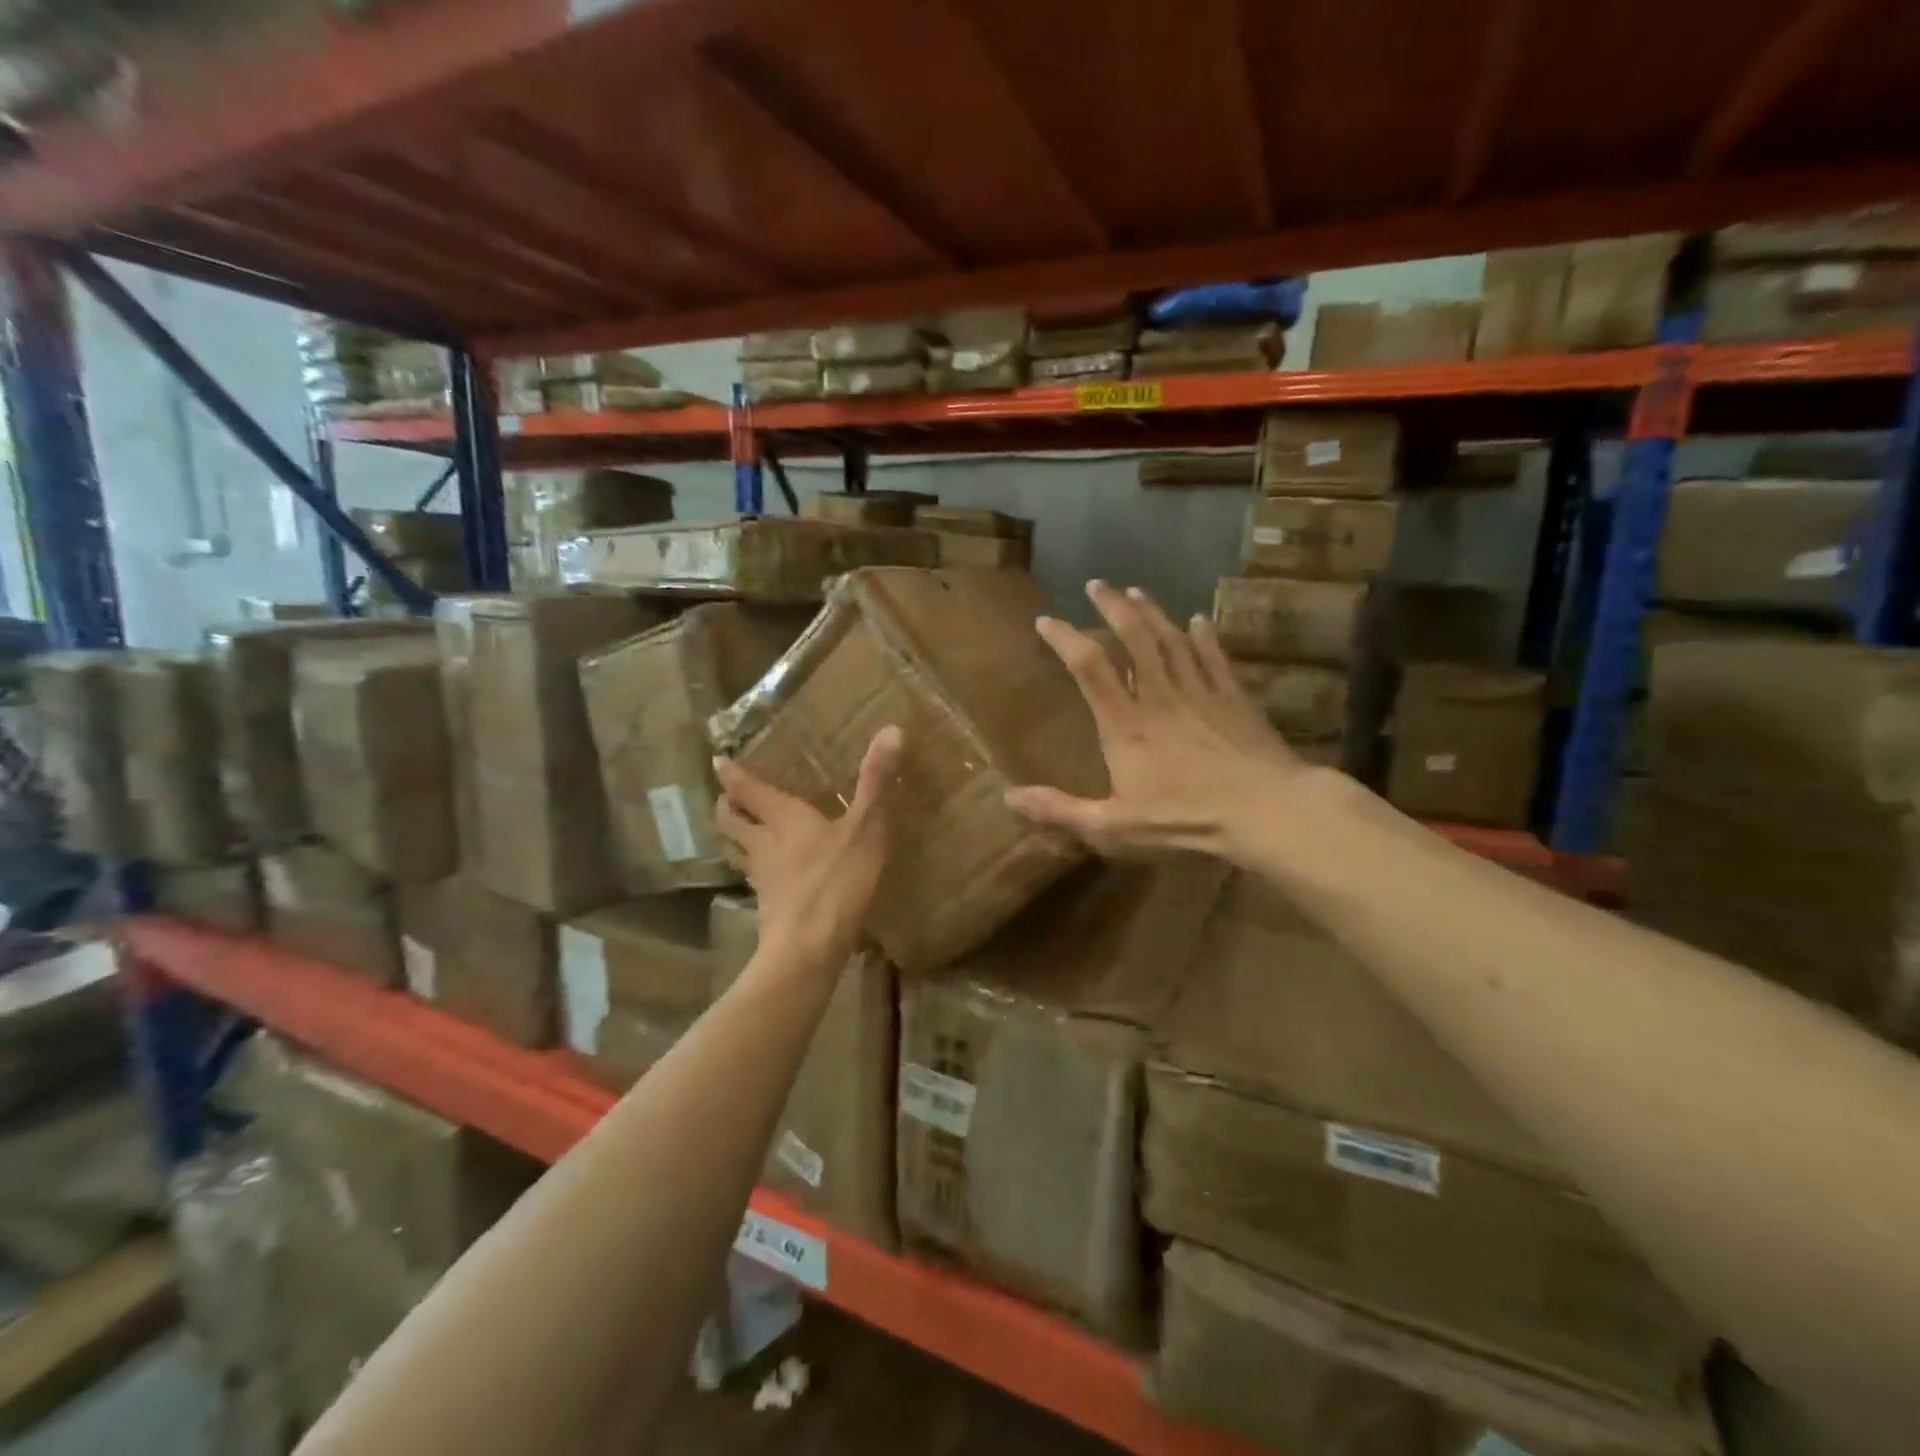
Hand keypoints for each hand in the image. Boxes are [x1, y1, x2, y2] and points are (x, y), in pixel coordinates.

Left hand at [712, 726, 901, 970]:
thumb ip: (876, 781)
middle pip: (730, 819)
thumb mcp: (865, 827)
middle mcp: (763, 842)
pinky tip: (771, 874)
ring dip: (734, 836)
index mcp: (782, 817)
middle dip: (726, 804)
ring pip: (737, 849)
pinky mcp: (767, 905)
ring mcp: (761, 876)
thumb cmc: (837, 880)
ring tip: (743, 830)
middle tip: (728, 796)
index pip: (746, 789)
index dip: (731, 773)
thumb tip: (892, 728)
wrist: (809, 947)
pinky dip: (754, 868)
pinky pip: (754, 877)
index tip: (718, 760)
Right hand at [1006, 581, 1307, 858]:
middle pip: (1133, 637)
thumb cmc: (1185, 821)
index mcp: (1125, 723)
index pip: (1088, 667)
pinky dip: (1204, 636)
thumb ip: (1060, 810)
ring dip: (1152, 613)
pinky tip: (1199, 620)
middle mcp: (1159, 696)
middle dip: (1112, 607)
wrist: (1265, 811)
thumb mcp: (1112, 827)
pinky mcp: (1234, 698)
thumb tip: (1009, 797)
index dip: (1064, 638)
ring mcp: (1200, 693)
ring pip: (1171, 639)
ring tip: (1136, 591)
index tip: (1045, 620)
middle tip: (1096, 584)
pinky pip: (1215, 657)